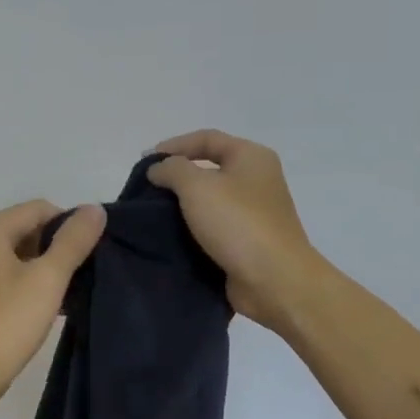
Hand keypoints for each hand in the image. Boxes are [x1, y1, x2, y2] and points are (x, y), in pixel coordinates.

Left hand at [0, 198, 106, 404]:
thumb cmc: (9, 322)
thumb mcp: (49, 278)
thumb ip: (74, 241)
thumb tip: (94, 209)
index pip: (39, 209)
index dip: (69, 225)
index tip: (90, 253)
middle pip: (26, 228)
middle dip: (57, 246)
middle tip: (82, 272)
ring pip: (17, 253)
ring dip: (45, 266)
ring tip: (69, 291)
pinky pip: (6, 274)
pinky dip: (28, 281)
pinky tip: (48, 305)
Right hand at [147, 130, 324, 329]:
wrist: (274, 280)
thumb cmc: (238, 224)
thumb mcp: (197, 187)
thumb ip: (172, 170)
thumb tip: (158, 168)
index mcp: (252, 157)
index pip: (207, 138)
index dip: (174, 145)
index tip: (145, 162)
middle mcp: (257, 180)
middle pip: (210, 169)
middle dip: (177, 177)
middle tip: (146, 189)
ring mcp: (255, 213)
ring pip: (211, 201)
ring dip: (182, 206)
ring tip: (153, 214)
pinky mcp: (248, 242)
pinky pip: (214, 228)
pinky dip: (193, 229)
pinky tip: (171, 237)